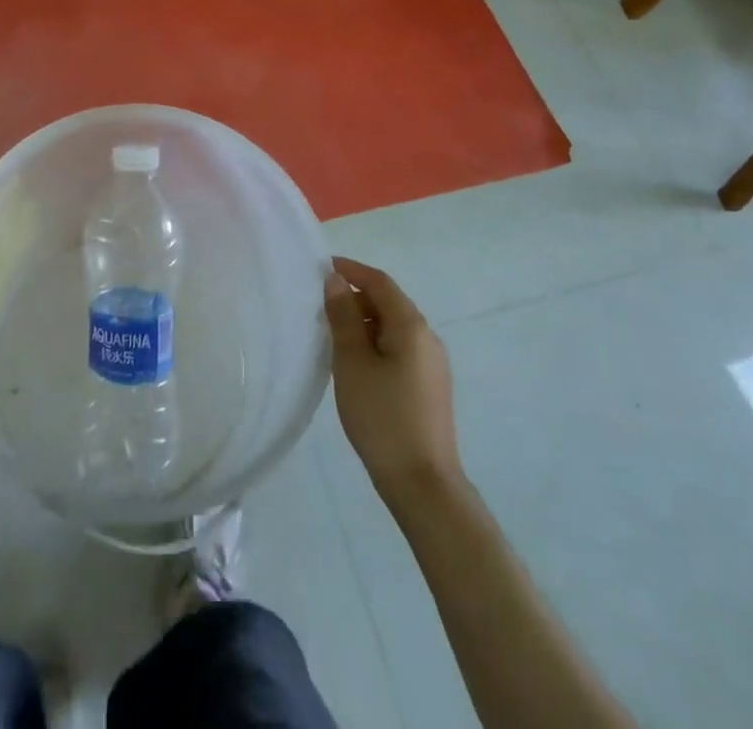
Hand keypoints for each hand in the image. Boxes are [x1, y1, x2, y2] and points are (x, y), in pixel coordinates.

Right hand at [324, 256, 461, 496]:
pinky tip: (354, 365)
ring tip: (332, 337)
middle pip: (388, 303)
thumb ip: (343, 317)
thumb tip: (336, 281)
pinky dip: (375, 344)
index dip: (351, 270)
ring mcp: (432, 364)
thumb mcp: (352, 362)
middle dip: (355, 298)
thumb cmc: (382, 416)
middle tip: (320, 307)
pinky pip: (399, 349)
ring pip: (393, 328)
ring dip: (363, 323)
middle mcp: (427, 338)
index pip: (380, 282)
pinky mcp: (430, 387)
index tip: (321, 268)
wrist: (423, 484)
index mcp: (411, 325)